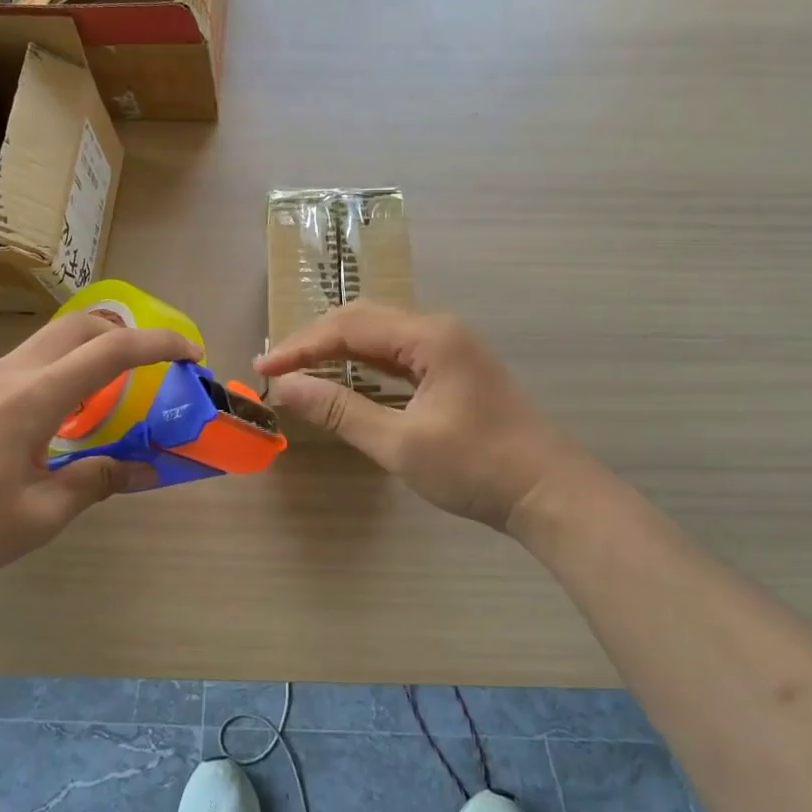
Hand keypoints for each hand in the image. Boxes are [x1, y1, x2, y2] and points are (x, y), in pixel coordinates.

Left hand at [0, 313, 200, 586]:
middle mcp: (13, 373)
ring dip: (95, 348)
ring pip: (54, 339)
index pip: (112, 351)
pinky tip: (67, 412)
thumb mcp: (40, 513)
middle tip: (157, 368)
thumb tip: (146, 471)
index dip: (160, 346)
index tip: (193, 354)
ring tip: (117, 390)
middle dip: (129, 334)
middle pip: (83, 325)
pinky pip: (33, 360)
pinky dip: (68, 366)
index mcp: (36, 397)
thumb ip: (96, 482)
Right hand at [255, 303, 586, 531]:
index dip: (302, 346)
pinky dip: (366, 362)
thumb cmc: (476, 468)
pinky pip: (400, 353)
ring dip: (340, 348)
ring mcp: (452, 348)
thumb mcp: (400, 443)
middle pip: (365, 319)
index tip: (264, 368)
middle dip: (317, 340)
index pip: (350, 327)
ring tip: (302, 368)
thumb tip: (287, 387)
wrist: (548, 492)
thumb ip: (342, 411)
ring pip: (383, 334)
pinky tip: (348, 377)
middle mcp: (440, 330)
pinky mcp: (456, 369)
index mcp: (429, 337)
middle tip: (277, 366)